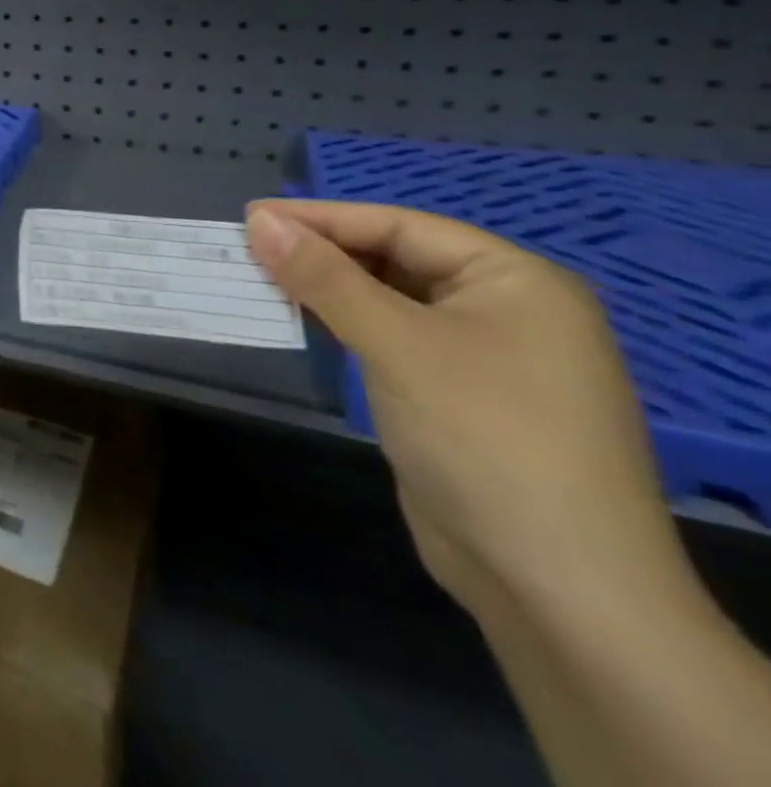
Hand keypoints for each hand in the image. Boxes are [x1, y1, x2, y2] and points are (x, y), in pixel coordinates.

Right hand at [245, 200, 690, 620]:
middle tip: (247, 246)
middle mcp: (505, 309)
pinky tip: (303, 319)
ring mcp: (483, 356)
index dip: (321, 217)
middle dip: (321, 251)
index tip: (249, 216)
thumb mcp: (397, 345)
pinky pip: (390, 337)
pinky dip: (344, 323)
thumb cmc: (485, 439)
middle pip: (395, 258)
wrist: (557, 589)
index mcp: (515, 281)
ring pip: (388, 298)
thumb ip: (324, 277)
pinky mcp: (457, 395)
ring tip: (260, 275)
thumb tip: (257, 220)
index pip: (400, 226)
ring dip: (326, 287)